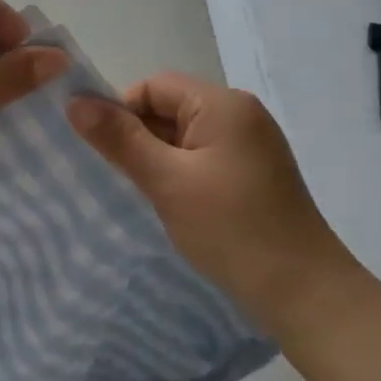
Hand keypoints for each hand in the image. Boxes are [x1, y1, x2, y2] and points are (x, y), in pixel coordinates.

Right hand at [67, 73, 351, 323]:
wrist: (305, 293)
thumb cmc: (232, 230)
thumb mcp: (166, 181)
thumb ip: (119, 139)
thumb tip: (75, 102)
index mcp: (223, 104)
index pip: (154, 87)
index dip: (121, 111)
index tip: (104, 153)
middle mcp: (241, 114)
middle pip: (171, 108)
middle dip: (139, 137)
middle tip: (118, 177)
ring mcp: (252, 144)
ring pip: (186, 136)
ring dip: (159, 158)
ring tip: (144, 193)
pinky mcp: (256, 173)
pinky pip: (205, 157)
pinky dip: (182, 173)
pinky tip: (174, 204)